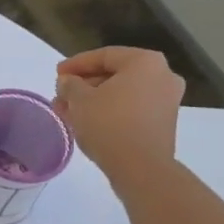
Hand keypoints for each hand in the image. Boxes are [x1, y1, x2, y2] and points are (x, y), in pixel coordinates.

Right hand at [53, 47, 186, 190]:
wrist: (141, 168)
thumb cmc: (109, 125)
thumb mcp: (80, 100)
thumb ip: (70, 84)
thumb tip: (68, 81)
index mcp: (145, 62)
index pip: (104, 56)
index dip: (76, 64)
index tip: (56, 74)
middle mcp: (162, 75)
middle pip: (114, 75)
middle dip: (84, 85)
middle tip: (61, 95)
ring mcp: (166, 100)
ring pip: (122, 94)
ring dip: (94, 100)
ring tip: (68, 112)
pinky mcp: (163, 123)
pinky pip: (131, 109)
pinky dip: (109, 112)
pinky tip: (87, 122)